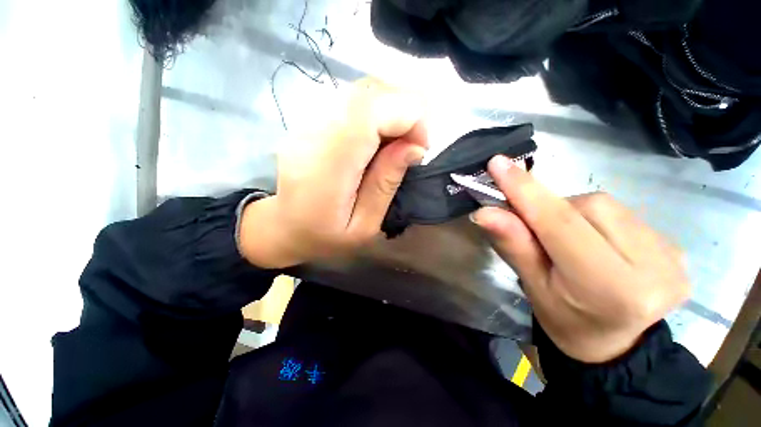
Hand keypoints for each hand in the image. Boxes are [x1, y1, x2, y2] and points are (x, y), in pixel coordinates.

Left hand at [239, 78, 427, 267]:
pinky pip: (352, 101)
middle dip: (405, 109)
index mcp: (328, 168)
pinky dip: (378, 111)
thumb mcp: (364, 225)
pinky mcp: (311, 121)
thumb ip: (386, 184)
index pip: (369, 113)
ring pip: (361, 91)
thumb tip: (414, 147)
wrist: (284, 227)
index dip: (407, 117)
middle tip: (415, 142)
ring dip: (392, 108)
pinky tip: (382, 136)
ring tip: (401, 140)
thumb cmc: (325, 236)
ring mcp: (308, 124)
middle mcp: (314, 135)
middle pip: (367, 93)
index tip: (422, 145)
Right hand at [472, 156, 689, 362]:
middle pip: (587, 207)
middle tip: (536, 229)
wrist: (613, 344)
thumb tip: (484, 211)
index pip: (561, 224)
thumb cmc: (563, 318)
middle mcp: (653, 269)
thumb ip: (513, 244)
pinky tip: (595, 241)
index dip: (526, 191)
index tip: (498, 163)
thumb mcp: (531, 284)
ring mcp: (673, 256)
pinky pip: (623, 213)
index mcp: (609, 289)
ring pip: (605, 205)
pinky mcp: (677, 248)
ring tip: (567, 239)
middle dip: (551, 210)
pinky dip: (596, 218)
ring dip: (573, 214)